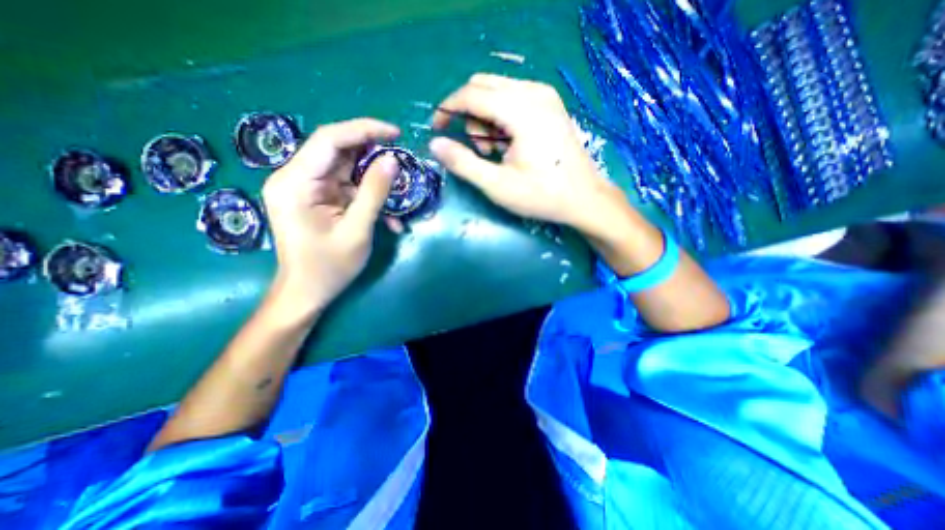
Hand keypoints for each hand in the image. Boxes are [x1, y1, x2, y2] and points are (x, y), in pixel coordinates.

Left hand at [262, 119, 401, 312]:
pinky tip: (388, 217)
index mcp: (296, 182)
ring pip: (346, 169)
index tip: (396, 133)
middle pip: (337, 151)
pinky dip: (369, 198)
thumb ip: (374, 193)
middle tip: (402, 161)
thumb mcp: (357, 230)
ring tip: (398, 193)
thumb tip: (393, 160)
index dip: (364, 130)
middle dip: (372, 155)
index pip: (330, 140)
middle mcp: (295, 178)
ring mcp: (306, 189)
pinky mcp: (317, 199)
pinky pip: (347, 188)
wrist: (307, 293)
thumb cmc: (329, 267)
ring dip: (374, 181)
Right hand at [430, 73, 625, 237]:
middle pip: (482, 86)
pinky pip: (513, 97)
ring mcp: (545, 95)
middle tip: (477, 149)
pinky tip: (510, 143)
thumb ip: (463, 163)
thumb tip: (435, 145)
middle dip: (468, 114)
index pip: (471, 94)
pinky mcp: (550, 104)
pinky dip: (501, 117)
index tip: (437, 130)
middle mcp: (534, 92)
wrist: (584, 199)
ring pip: (497, 90)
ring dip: (485, 118)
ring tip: (496, 151)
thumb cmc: (542, 195)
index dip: (447, 110)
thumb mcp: (498, 185)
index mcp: (521, 110)